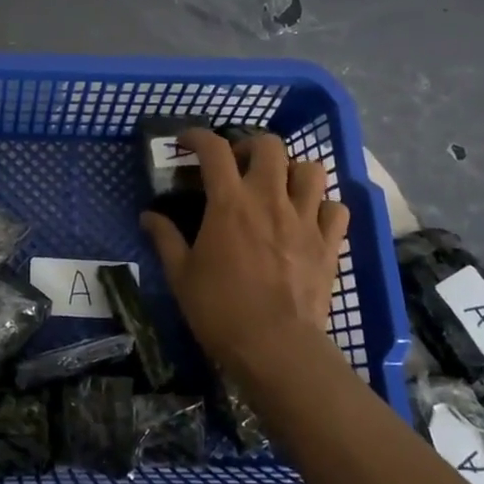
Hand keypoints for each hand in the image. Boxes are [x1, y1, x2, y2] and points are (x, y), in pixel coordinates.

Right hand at [140, 128, 351, 402]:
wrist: (275, 347)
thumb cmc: (220, 310)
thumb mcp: (181, 275)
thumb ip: (165, 238)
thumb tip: (148, 216)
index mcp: (229, 203)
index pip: (214, 149)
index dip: (197, 136)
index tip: (186, 142)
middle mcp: (269, 199)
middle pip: (269, 145)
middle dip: (250, 147)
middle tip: (237, 166)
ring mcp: (304, 219)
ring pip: (311, 169)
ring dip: (292, 171)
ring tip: (277, 187)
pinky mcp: (329, 243)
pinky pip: (335, 207)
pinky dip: (322, 206)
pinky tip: (308, 218)